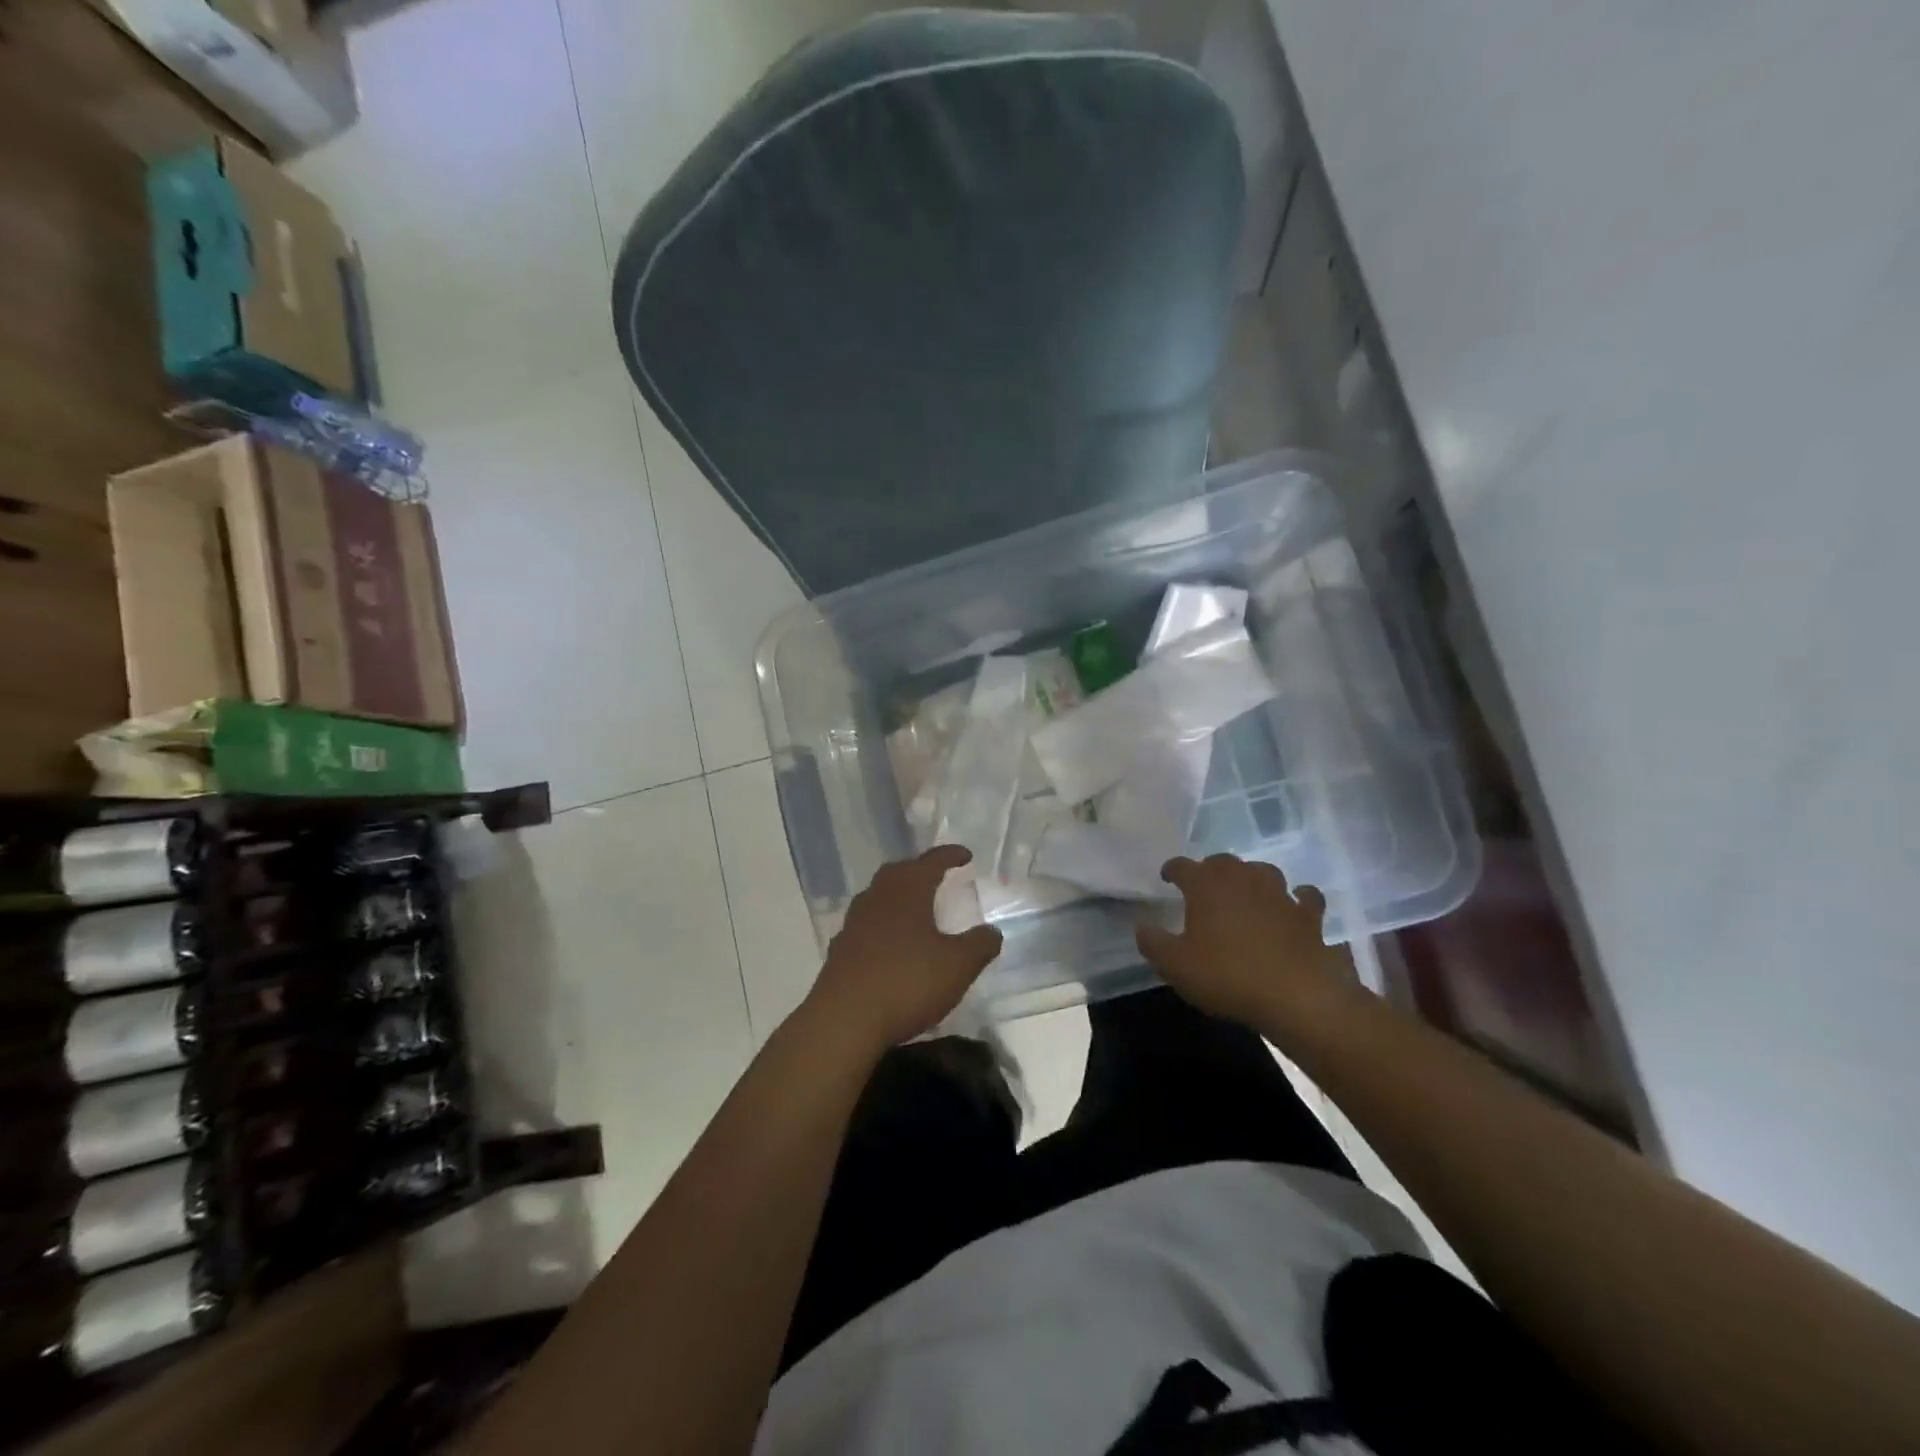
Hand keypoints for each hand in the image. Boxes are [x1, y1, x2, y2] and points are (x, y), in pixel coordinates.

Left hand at [804, 845, 1003, 1054]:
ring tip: (916, 909)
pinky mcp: (840, 949)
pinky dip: (883, 925)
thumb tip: (992, 931)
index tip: (965, 855)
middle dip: (920, 871)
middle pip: (900, 873)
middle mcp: (877, 897)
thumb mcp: (958, 966)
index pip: (932, 861)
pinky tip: (891, 944)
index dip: (950, 855)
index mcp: (908, 891)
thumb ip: (979, 945)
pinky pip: (867, 925)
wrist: (845, 1020)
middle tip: (938, 877)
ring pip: (879, 897)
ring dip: (899, 897)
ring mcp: (854, 923)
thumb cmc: (907, 982)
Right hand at [1136, 854, 1358, 1032]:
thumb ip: (1153, 942)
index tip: (1167, 878)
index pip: (1183, 866)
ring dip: (1251, 878)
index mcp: (1206, 885)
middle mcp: (1243, 879)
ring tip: (1244, 892)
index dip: (1172, 870)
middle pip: (1223, 862)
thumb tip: (1142, 926)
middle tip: (1203, 887)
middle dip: (1210, 870)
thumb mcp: (1175, 965)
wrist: (1297, 997)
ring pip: (1262, 872)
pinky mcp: (1309, 915)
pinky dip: (1298, 898)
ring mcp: (1280, 894)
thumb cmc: (1227, 976)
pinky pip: (1305, 897)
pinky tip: (1294, 905)